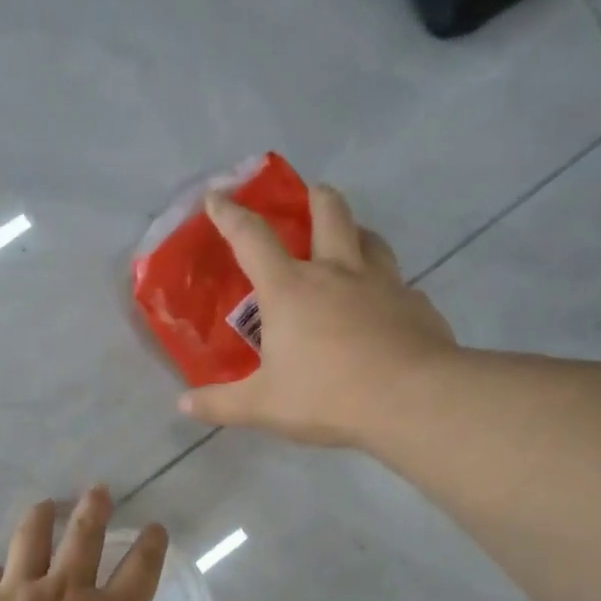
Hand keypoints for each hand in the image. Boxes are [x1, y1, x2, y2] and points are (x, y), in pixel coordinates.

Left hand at [0, 487, 169, 600]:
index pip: (140, 570)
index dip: (152, 545)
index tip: (155, 529)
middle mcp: (66, 595)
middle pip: (85, 537)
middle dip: (95, 509)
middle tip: (97, 490)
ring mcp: (16, 594)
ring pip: (31, 539)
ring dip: (42, 518)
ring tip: (45, 506)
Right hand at [178, 184, 459, 446]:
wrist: (411, 400)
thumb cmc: (326, 396)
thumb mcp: (263, 406)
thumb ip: (221, 404)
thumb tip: (184, 404)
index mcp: (290, 290)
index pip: (252, 239)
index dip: (231, 215)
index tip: (217, 196)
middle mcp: (337, 273)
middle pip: (329, 214)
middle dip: (316, 197)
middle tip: (312, 194)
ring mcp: (383, 284)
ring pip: (372, 240)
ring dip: (358, 232)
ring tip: (353, 240)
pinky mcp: (416, 304)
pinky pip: (401, 285)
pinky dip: (389, 287)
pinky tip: (388, 306)